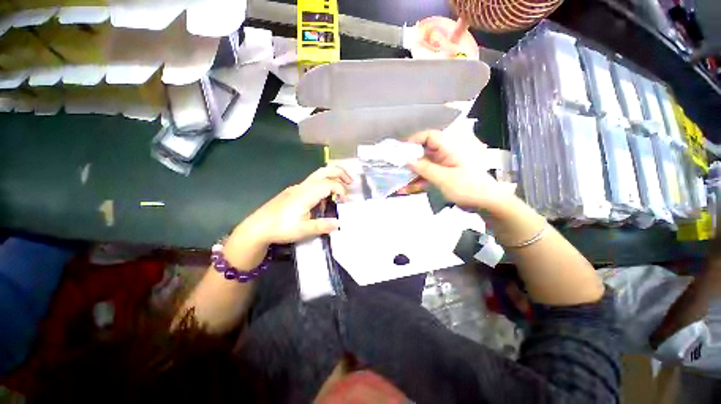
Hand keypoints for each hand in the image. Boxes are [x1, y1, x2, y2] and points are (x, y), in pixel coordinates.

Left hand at [235, 166, 351, 244]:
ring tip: (342, 189)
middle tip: (351, 182)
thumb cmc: (281, 228)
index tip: (346, 201)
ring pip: (318, 175)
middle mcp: (303, 186)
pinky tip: (325, 199)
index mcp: (306, 193)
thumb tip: (339, 224)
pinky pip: (313, 183)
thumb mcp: (304, 230)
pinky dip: (324, 185)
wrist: (257, 227)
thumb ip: (323, 225)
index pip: (329, 184)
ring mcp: (297, 187)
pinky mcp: (294, 192)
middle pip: (324, 171)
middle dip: (340, 173)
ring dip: (332, 178)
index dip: (341, 190)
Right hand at [407, 130, 511, 209]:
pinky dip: (417, 181)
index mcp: (450, 148)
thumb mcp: (444, 178)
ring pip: (423, 165)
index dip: (414, 140)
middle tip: (395, 168)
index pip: (429, 136)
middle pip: (423, 151)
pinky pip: (426, 175)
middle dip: (409, 160)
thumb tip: (406, 160)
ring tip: (398, 181)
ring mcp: (443, 165)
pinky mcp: (442, 175)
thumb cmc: (468, 187)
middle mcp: (445, 154)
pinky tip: (406, 189)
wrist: (485, 203)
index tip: (400, 151)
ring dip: (411, 173)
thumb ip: (424, 168)